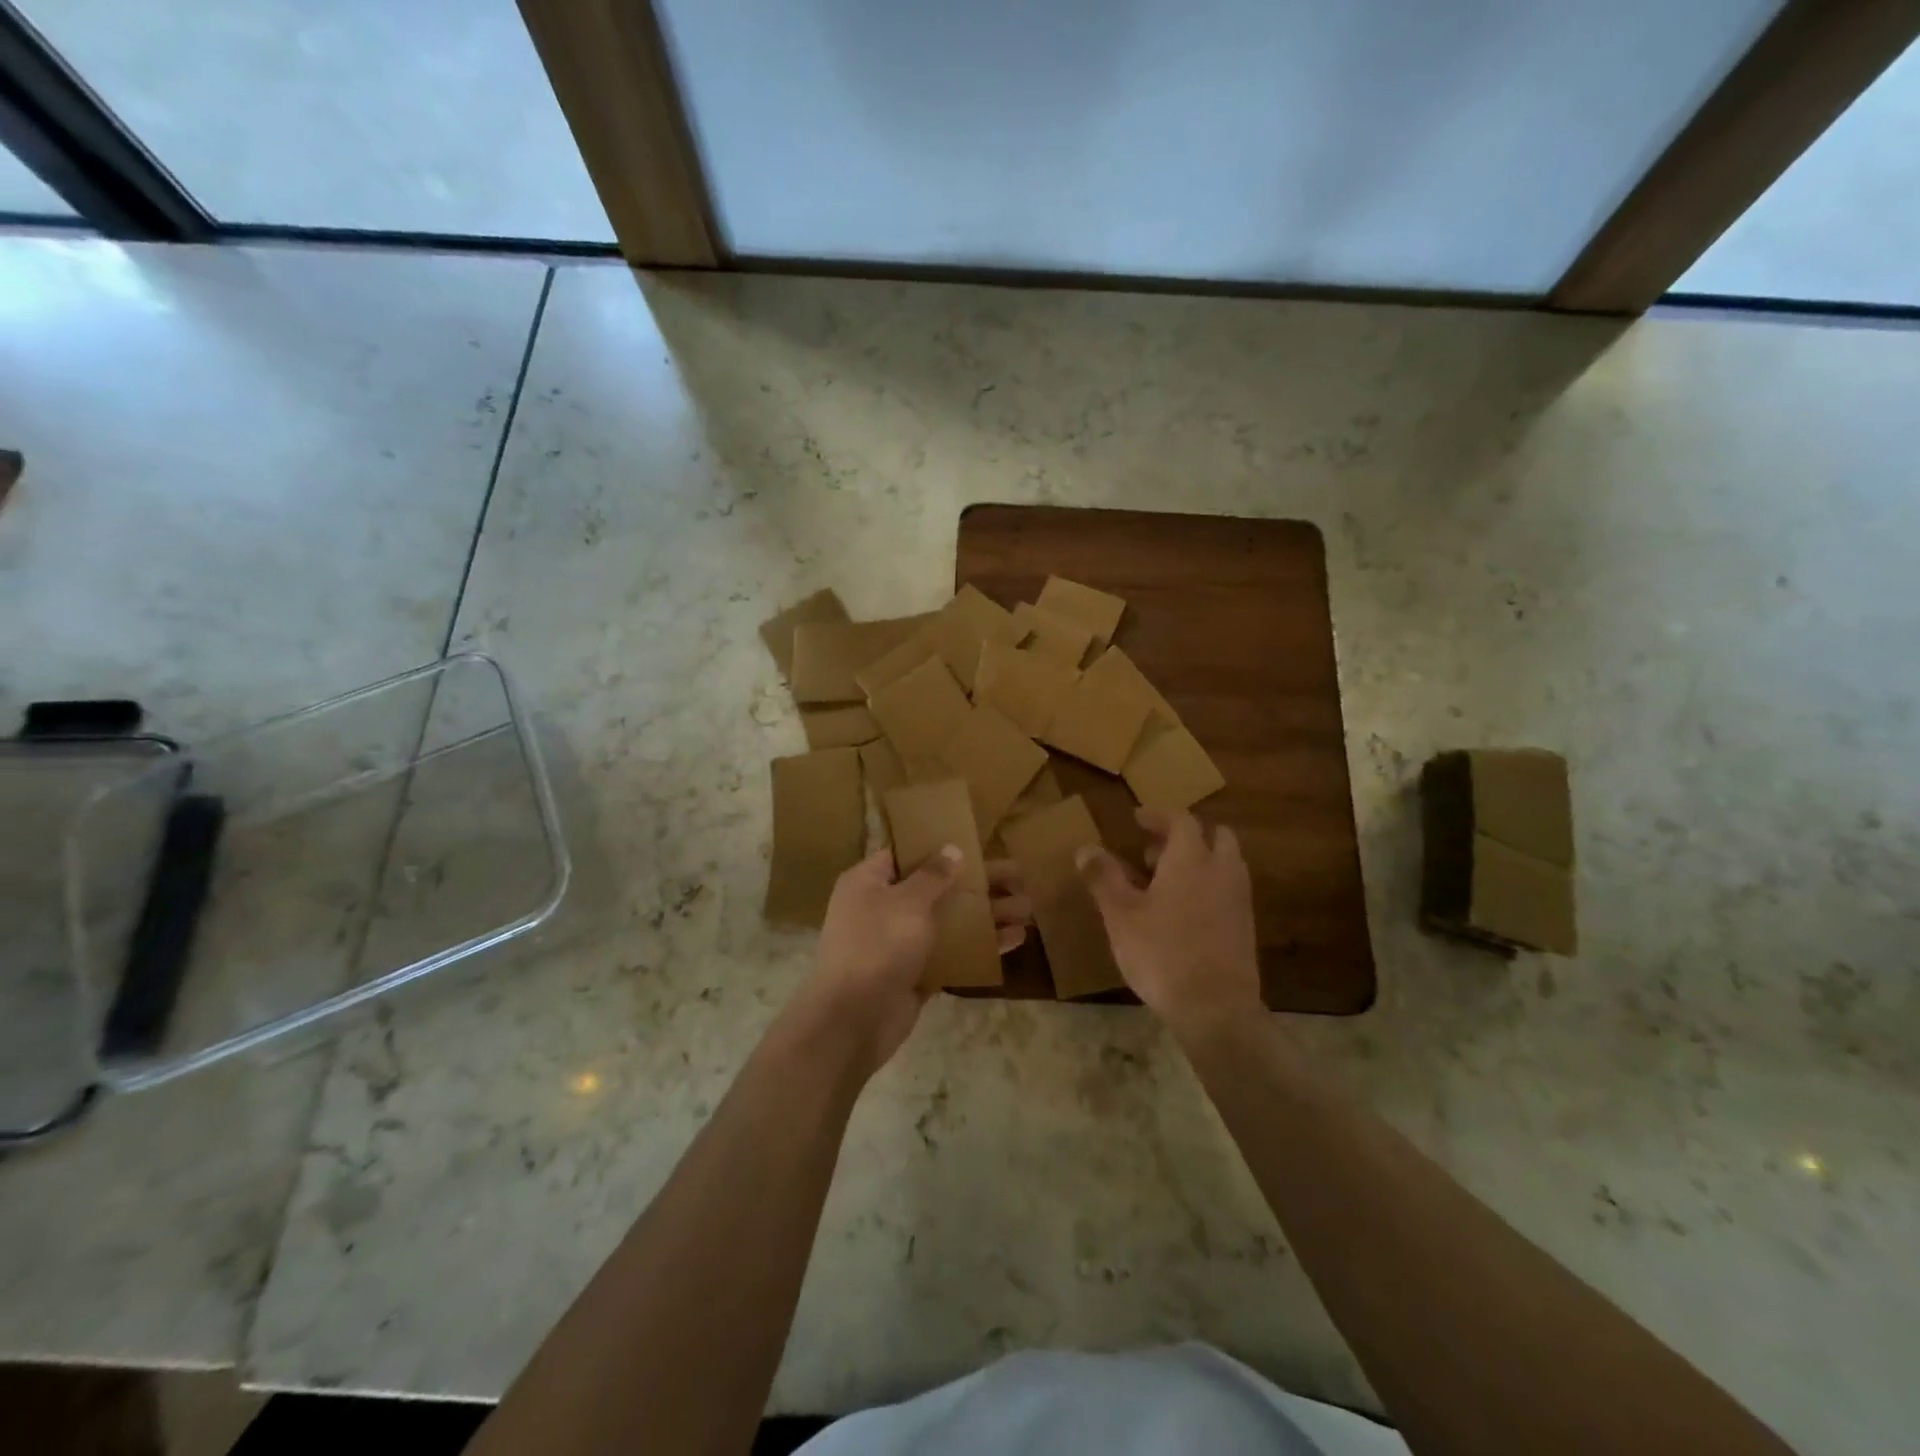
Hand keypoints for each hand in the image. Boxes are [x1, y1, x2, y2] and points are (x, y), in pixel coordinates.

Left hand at [804, 848, 1031, 1075]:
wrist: (854, 1020)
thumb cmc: (878, 945)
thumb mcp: (907, 902)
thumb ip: (933, 875)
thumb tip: (952, 849)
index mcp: (869, 882)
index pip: (905, 854)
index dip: (939, 847)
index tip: (975, 843)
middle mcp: (882, 908)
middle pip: (936, 888)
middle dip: (978, 883)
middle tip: (1019, 877)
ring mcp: (899, 943)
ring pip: (949, 921)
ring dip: (986, 915)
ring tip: (1028, 909)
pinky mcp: (915, 973)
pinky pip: (951, 952)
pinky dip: (980, 946)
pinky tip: (1015, 940)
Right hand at [1077, 810, 1261, 1037]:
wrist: (1216, 1008)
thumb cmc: (1162, 953)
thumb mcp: (1120, 914)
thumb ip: (1103, 877)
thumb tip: (1085, 848)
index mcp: (1191, 859)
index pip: (1181, 819)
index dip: (1158, 815)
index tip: (1137, 819)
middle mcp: (1222, 870)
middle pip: (1213, 835)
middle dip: (1185, 836)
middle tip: (1153, 851)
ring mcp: (1239, 898)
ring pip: (1224, 862)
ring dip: (1199, 860)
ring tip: (1164, 882)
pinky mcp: (1245, 925)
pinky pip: (1228, 888)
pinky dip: (1208, 884)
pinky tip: (1183, 911)